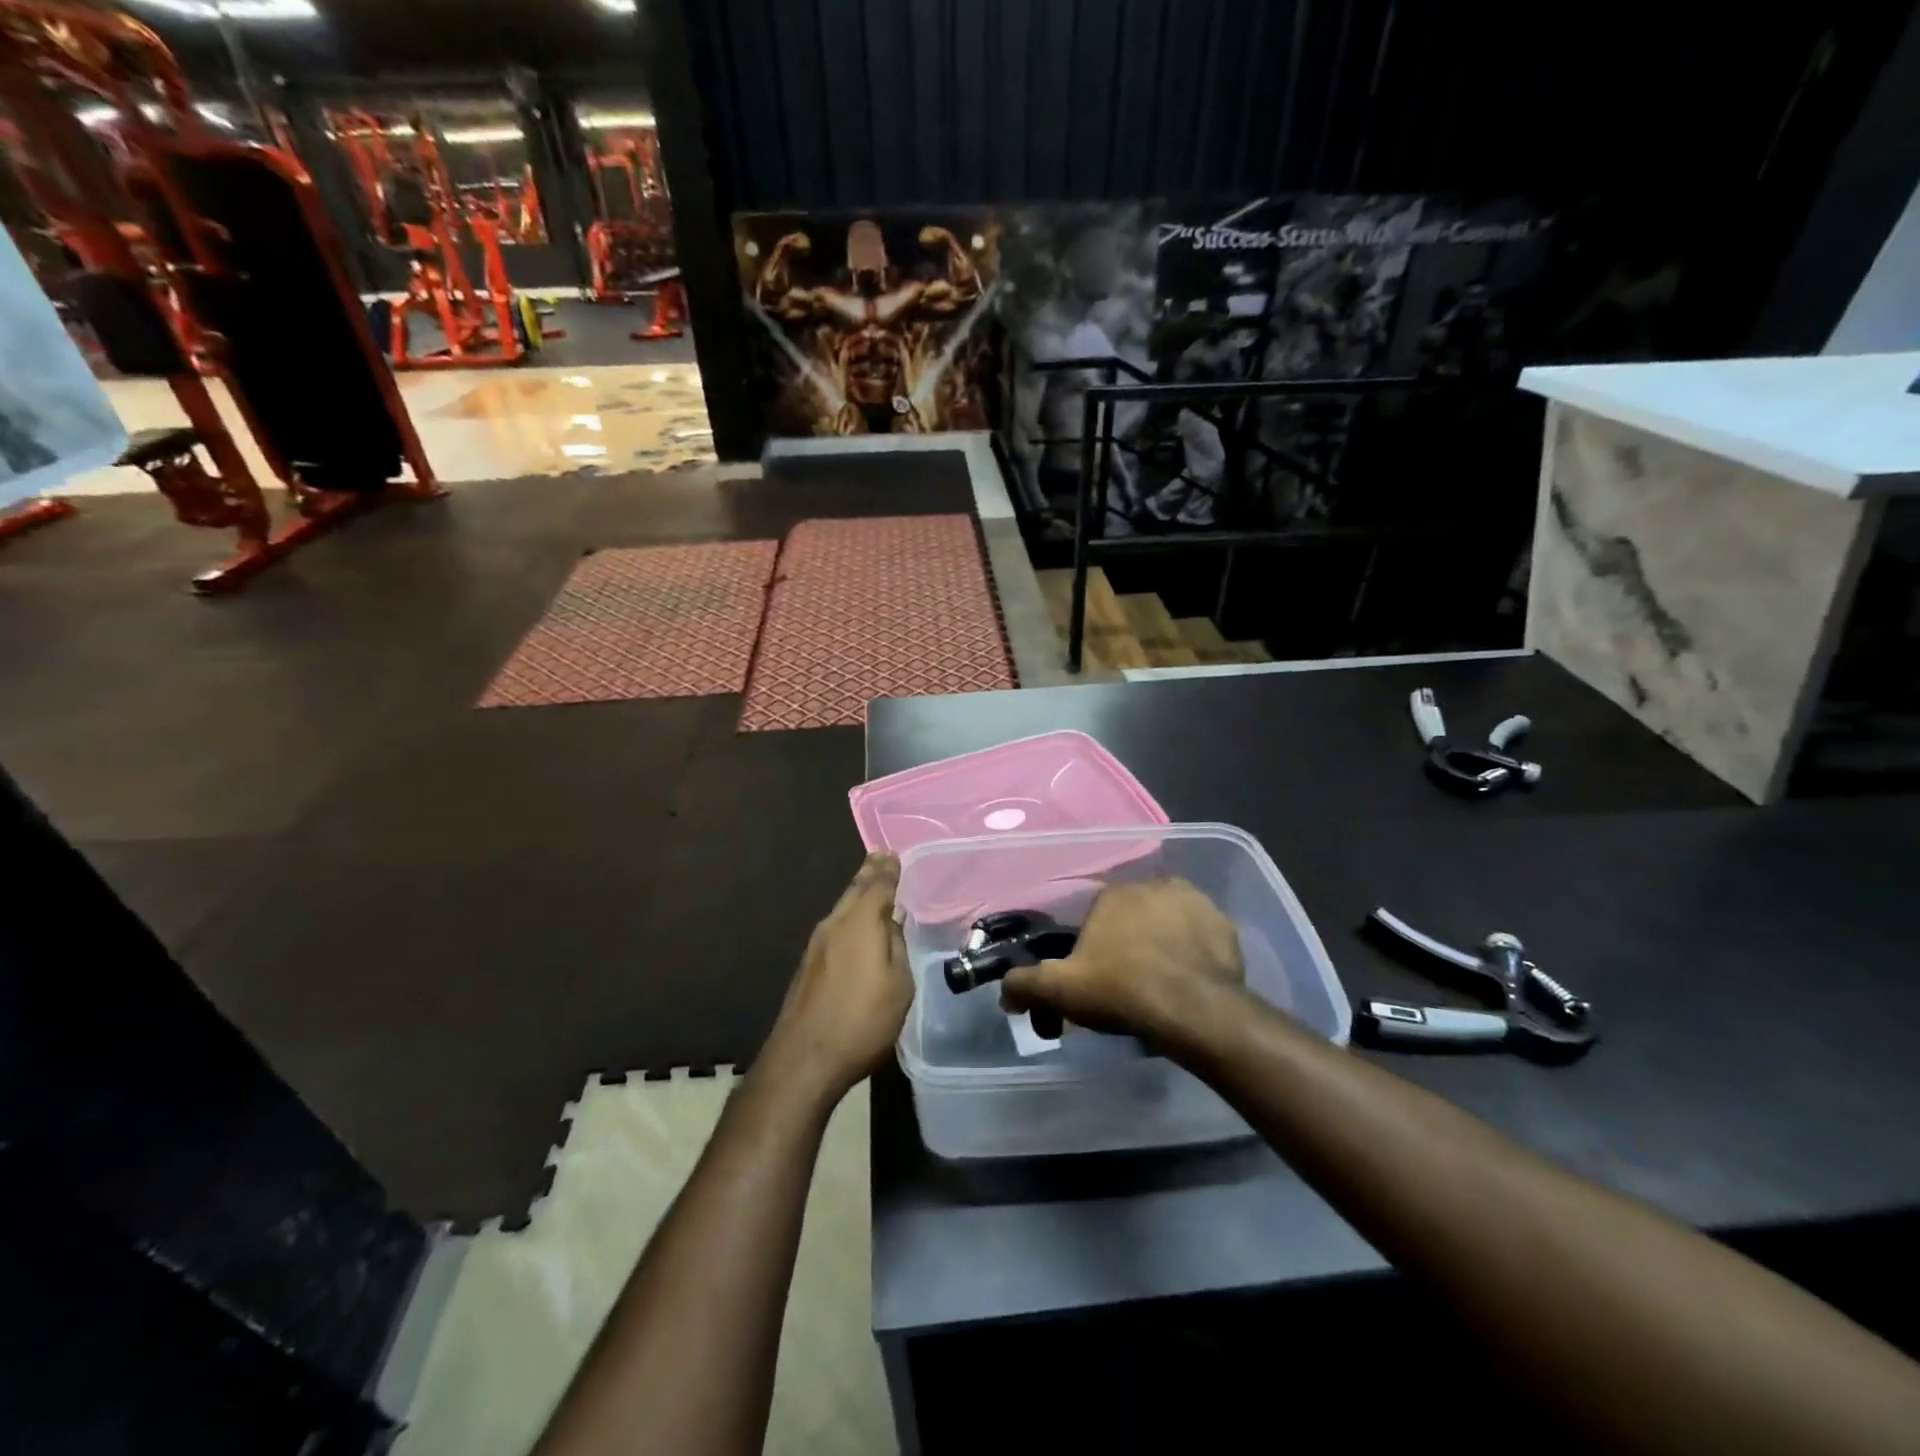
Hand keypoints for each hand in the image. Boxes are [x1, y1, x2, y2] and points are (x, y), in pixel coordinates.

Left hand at [763, 854, 911, 1100]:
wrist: (805, 1057)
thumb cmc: (862, 1020)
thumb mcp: (899, 984)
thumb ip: (896, 946)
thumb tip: (891, 922)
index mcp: (861, 922)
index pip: (878, 885)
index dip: (888, 870)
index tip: (893, 854)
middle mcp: (835, 924)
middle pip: (855, 890)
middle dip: (869, 873)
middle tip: (880, 856)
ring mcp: (817, 943)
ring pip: (842, 907)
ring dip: (857, 892)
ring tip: (870, 882)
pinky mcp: (809, 964)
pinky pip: (834, 925)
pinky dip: (848, 914)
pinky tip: (854, 923)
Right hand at [999, 878, 1244, 1041]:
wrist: (1193, 1010)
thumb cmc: (1121, 990)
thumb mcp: (1060, 991)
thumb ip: (1024, 985)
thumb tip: (1004, 993)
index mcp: (1113, 894)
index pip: (1095, 917)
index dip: (1093, 948)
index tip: (1096, 979)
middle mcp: (1153, 886)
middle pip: (1133, 917)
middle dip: (1128, 943)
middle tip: (1127, 985)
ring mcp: (1195, 902)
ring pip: (1168, 923)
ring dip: (1162, 944)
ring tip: (1160, 986)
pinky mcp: (1226, 926)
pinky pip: (1201, 937)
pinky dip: (1194, 953)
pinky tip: (1189, 981)